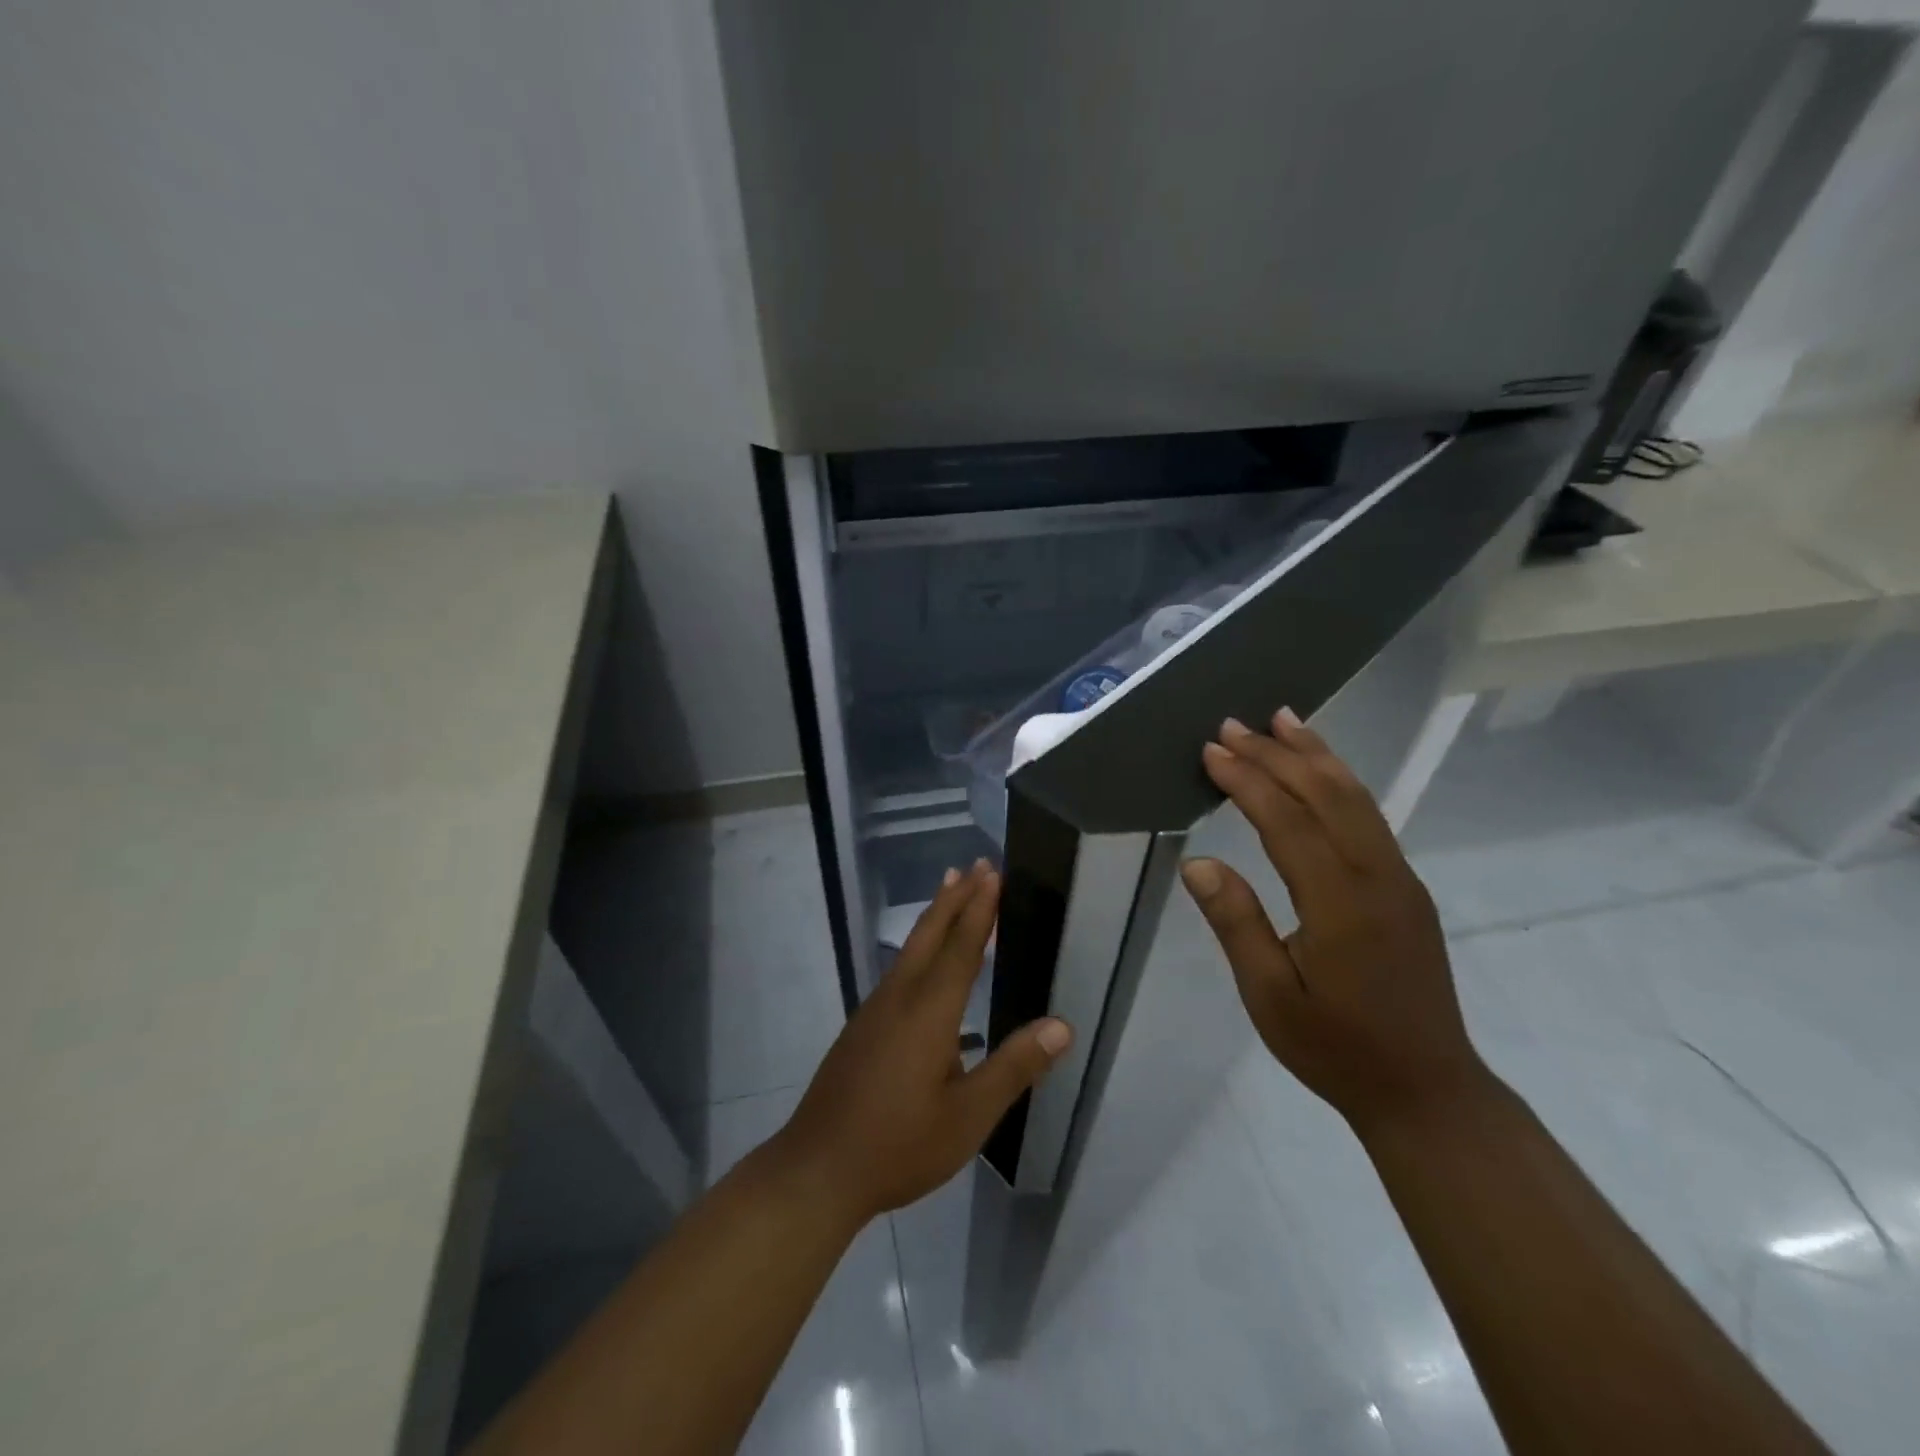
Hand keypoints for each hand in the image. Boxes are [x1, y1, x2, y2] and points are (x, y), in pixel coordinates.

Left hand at [772, 860, 1072, 1225]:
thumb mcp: (968, 1117)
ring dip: (935, 916)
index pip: (961, 947)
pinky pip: (899, 969)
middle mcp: (899, 997)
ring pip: (911, 949)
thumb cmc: (898, 1145)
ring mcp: (875, 1010)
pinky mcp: (863, 1026)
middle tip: (975, 864)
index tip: (991, 873)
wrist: (817, 1169)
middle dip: (955, 897)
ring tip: (950, 892)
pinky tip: (925, 964)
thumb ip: (1014, 1068)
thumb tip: (1062, 1025)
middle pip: (930, 934)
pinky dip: (920, 946)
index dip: (979, 909)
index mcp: (929, 1012)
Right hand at [1180, 710, 1490, 1134]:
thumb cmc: (1336, 1047)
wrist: (1427, 1089)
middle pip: (1324, 795)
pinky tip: (1321, 771)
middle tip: (1232, 724)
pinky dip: (1340, 781)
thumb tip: (1199, 862)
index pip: (1287, 822)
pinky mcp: (1407, 887)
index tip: (1210, 751)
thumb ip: (1237, 923)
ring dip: (1315, 755)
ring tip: (1282, 718)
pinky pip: (1370, 817)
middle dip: (1276, 754)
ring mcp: (1400, 879)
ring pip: (1356, 798)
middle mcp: (1377, 876)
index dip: (1247, 781)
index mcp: (1340, 903)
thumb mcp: (1269, 996)